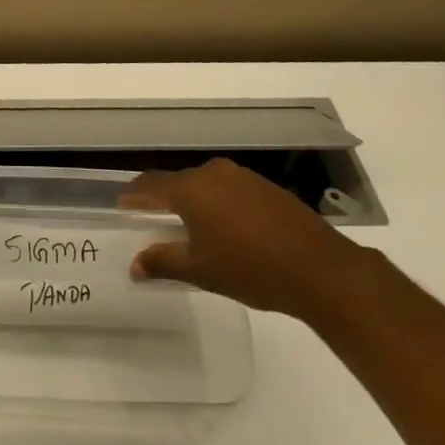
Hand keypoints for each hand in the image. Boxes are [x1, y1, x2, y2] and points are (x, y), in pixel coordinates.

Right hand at [122, 158, 372, 321]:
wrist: (320, 269)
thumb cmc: (250, 269)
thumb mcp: (201, 270)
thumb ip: (163, 262)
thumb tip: (134, 265)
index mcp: (191, 189)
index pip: (151, 185)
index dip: (135, 196)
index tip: (123, 206)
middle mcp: (213, 173)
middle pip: (179, 183)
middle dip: (166, 200)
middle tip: (157, 221)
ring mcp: (243, 177)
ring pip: (207, 185)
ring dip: (196, 202)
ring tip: (193, 228)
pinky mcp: (266, 187)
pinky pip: (231, 190)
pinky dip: (221, 205)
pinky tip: (229, 229)